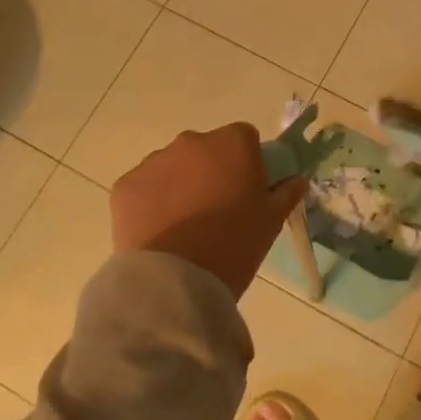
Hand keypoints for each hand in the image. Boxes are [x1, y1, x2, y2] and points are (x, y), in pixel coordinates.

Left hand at [111, 123, 308, 299]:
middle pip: (206, 149)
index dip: (248, 161)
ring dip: (180, 185)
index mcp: (232, 143)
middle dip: (211, 170)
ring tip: (185, 227)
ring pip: (173, 167)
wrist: (176, 281)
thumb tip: (295, 179)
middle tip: (217, 211)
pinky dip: (151, 203)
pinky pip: (145, 187)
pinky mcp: (125, 186)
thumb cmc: (234, 245)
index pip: (244, 138)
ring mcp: (154, 161)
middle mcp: (191, 142)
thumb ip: (286, 193)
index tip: (248, 189)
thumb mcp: (271, 222)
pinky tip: (159, 233)